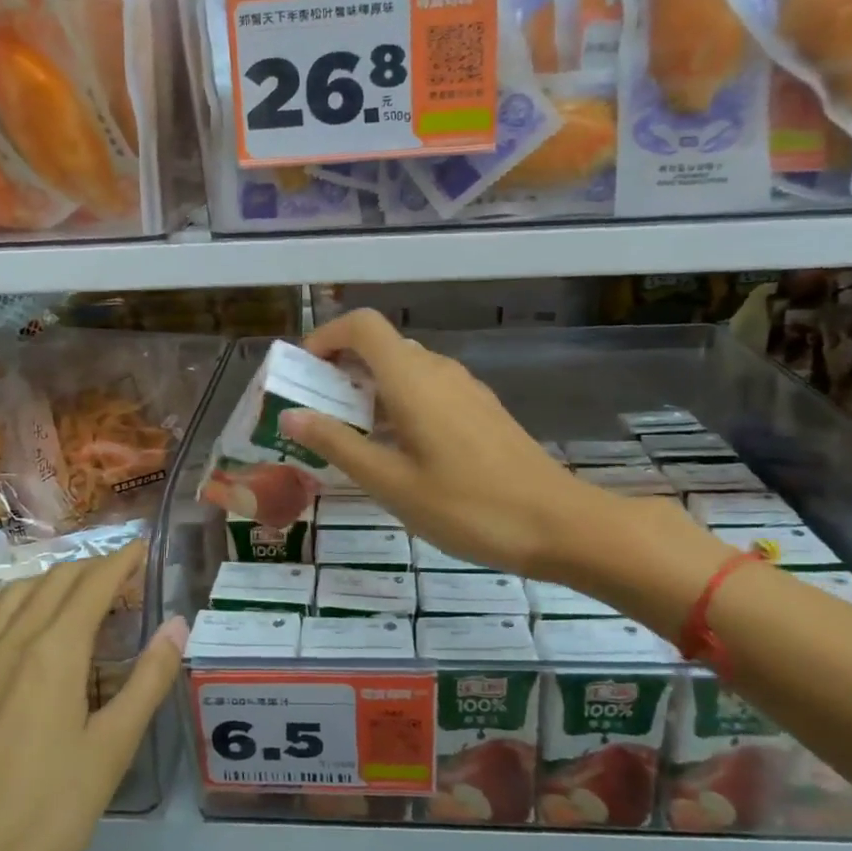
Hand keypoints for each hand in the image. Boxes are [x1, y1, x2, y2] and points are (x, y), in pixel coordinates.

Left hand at [0, 544, 187, 850]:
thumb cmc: (43, 814)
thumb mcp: (111, 751)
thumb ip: (147, 681)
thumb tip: (177, 625)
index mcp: (53, 651)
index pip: (92, 584)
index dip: (120, 561)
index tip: (140, 550)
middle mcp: (8, 641)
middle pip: (53, 582)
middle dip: (89, 570)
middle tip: (117, 579)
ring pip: (12, 596)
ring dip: (47, 583)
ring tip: (69, 595)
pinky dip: (4, 607)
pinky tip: (9, 624)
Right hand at [279, 309, 587, 578]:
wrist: (559, 525)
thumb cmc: (468, 507)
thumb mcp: (392, 483)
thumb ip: (339, 445)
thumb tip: (291, 415)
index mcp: (413, 379)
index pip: (362, 325)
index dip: (326, 337)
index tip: (304, 373)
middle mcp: (439, 371)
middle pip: (381, 346)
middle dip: (341, 370)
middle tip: (317, 415)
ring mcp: (465, 389)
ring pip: (405, 370)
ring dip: (369, 390)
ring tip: (351, 439)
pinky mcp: (481, 410)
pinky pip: (427, 390)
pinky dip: (398, 404)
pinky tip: (397, 452)